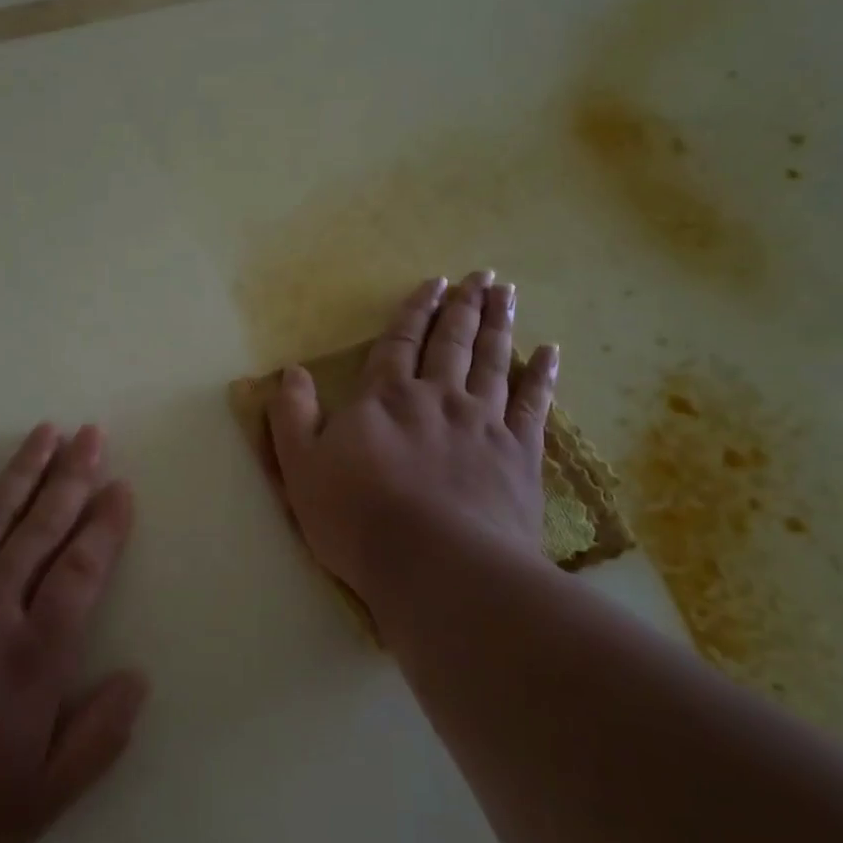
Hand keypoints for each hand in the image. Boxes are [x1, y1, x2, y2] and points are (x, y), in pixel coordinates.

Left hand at [0, 425, 146, 842]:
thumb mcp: (40, 801)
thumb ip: (97, 738)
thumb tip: (138, 678)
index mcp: (35, 655)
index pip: (82, 570)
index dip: (105, 525)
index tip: (120, 488)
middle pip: (41, 527)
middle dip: (72, 477)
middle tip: (92, 434)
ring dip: (22, 468)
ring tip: (46, 430)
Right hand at [267, 271, 558, 614]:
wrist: (438, 565)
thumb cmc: (358, 519)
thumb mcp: (301, 469)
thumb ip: (293, 417)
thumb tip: (292, 372)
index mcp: (385, 399)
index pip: (398, 343)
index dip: (415, 312)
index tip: (435, 283)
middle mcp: (437, 397)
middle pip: (452, 342)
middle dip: (463, 307)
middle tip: (481, 277)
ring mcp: (483, 423)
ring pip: (493, 361)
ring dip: (499, 325)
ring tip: (506, 294)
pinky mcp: (519, 453)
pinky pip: (533, 404)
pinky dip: (542, 376)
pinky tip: (550, 353)